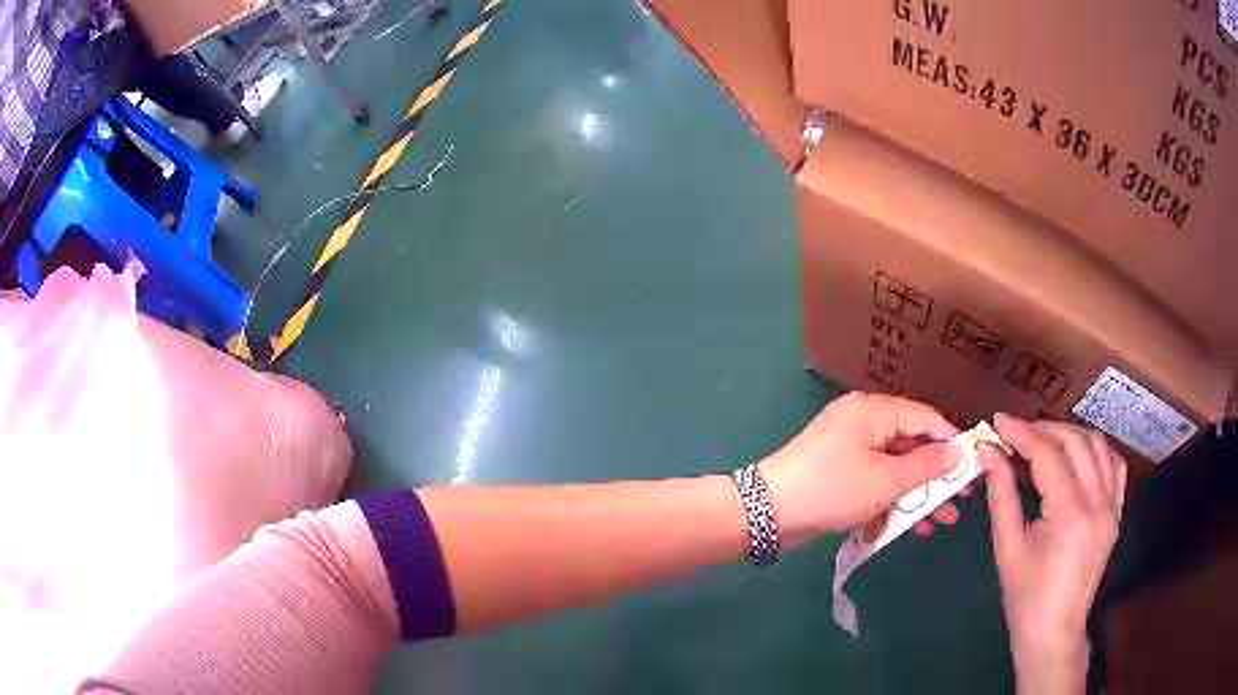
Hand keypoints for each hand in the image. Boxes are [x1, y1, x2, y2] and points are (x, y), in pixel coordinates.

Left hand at [758, 392, 960, 547]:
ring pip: (896, 467)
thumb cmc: (833, 489)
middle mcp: (864, 423)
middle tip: (963, 497)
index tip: (976, 464)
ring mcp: (851, 449)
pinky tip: (914, 524)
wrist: (769, 513)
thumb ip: (926, 465)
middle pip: (912, 443)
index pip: (925, 418)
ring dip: (919, 492)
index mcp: (874, 411)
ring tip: (944, 518)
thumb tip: (959, 451)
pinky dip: (895, 499)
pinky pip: (878, 481)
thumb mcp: (886, 480)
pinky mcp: (842, 473)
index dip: (952, 440)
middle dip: (938, 473)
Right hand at [984, 414, 1127, 694]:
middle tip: (1018, 434)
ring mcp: (1112, 505)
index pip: (1048, 455)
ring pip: (1098, 446)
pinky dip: (1096, 450)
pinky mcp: (1117, 512)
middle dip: (1044, 429)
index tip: (999, 423)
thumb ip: (1002, 496)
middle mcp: (1097, 501)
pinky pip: (1114, 465)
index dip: (1022, 434)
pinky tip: (1079, 456)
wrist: (1054, 631)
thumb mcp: (1008, 549)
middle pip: (1075, 441)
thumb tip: (990, 454)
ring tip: (1045, 441)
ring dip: (1070, 435)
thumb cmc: (1026, 598)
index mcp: (1070, 514)